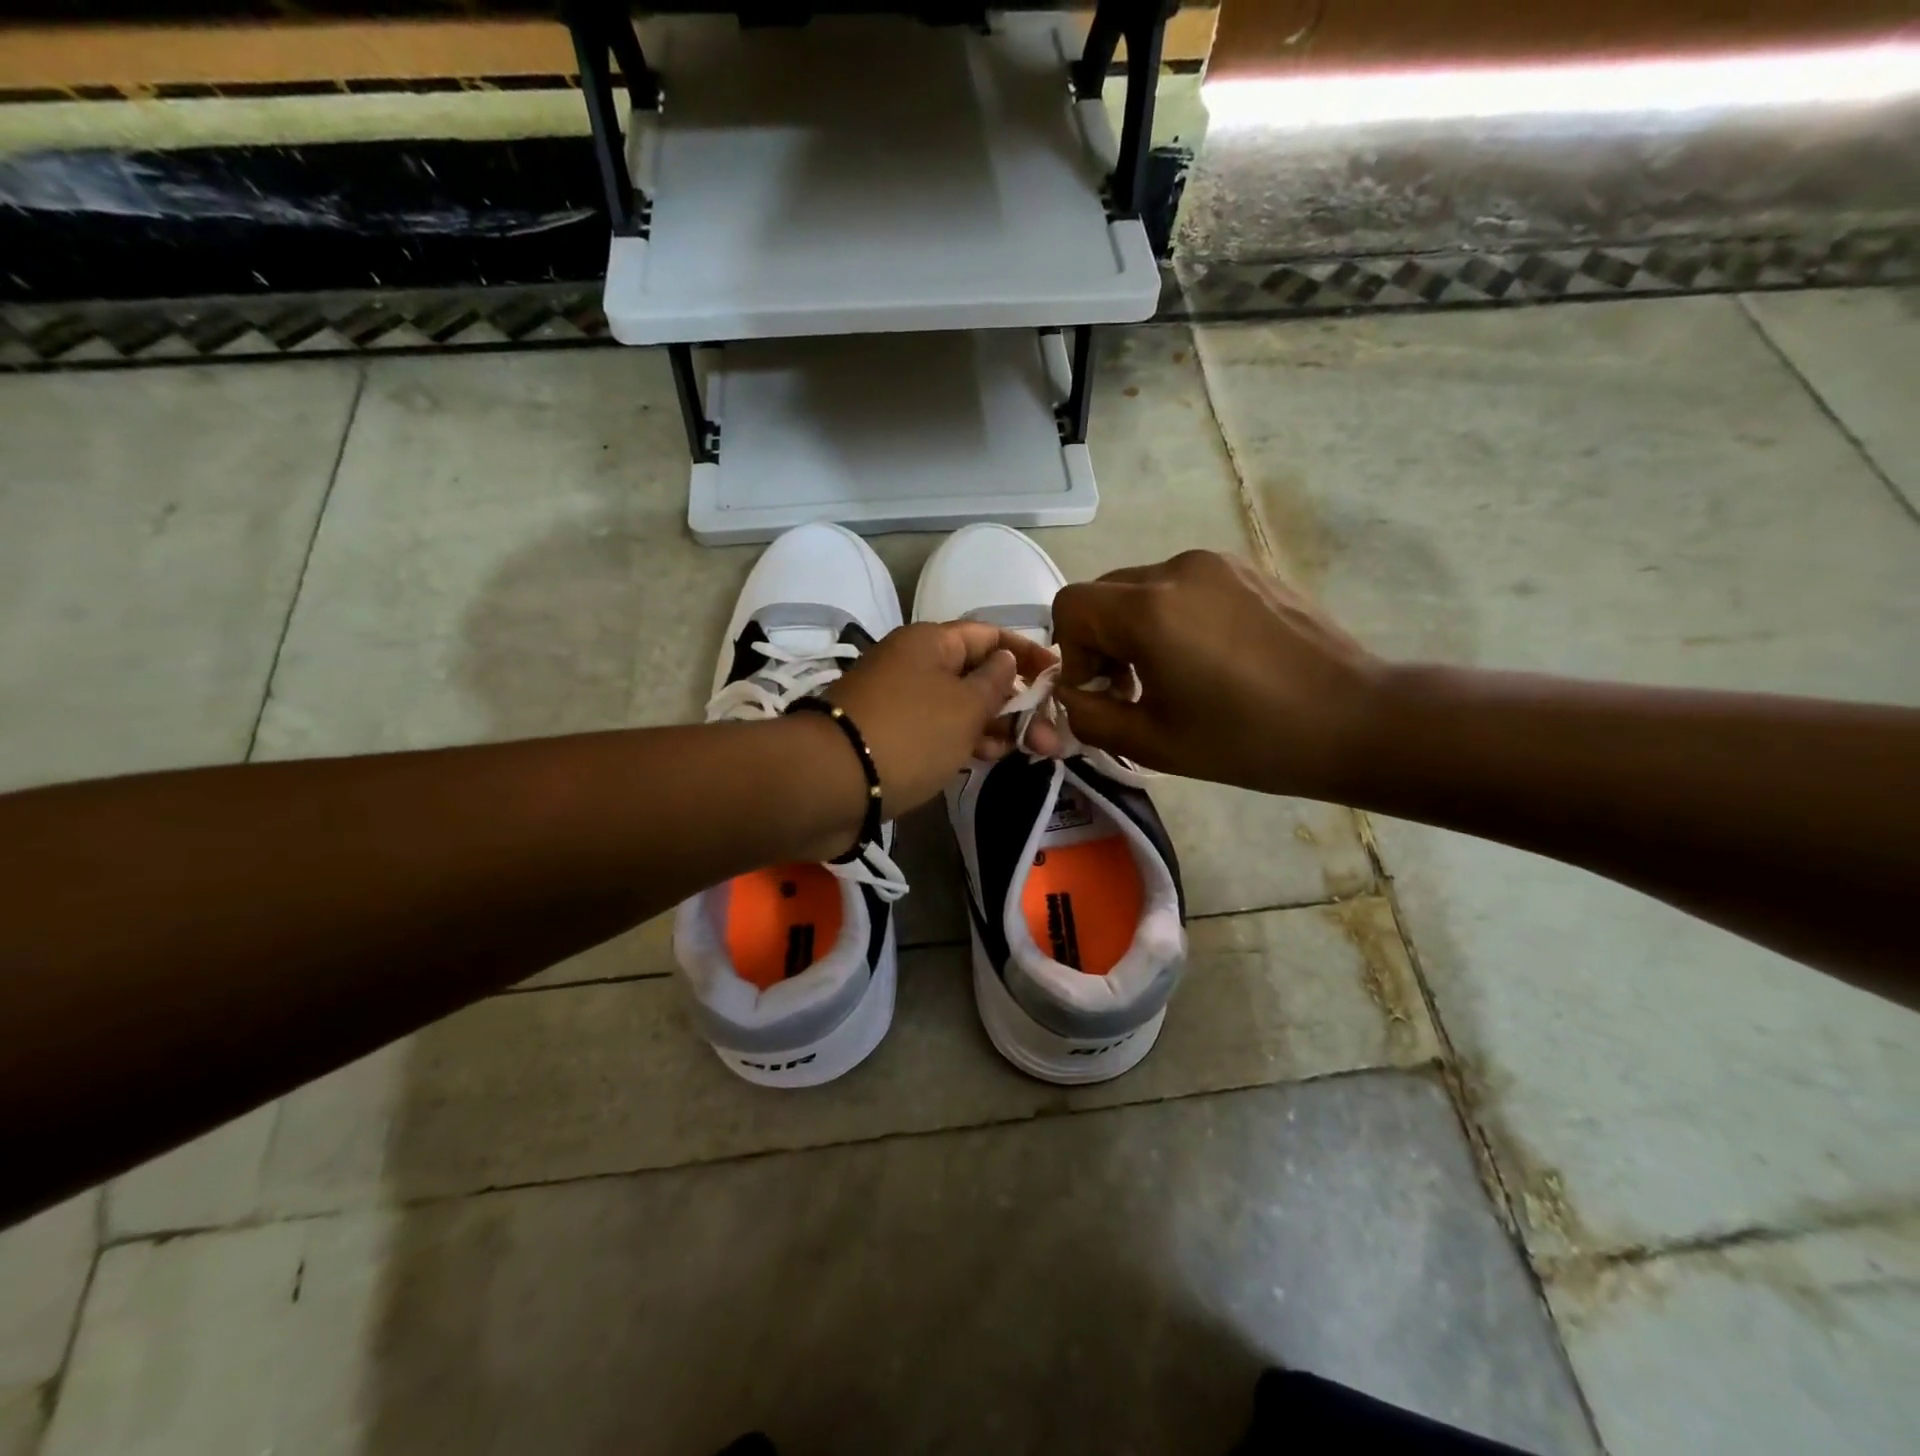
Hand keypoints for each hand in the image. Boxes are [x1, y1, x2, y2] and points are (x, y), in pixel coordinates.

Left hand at [824, 621, 1056, 817]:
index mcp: (930, 642)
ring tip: (1029, 753)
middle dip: (1017, 702)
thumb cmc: (910, 734)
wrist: (831, 782)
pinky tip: (988, 758)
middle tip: (1050, 737)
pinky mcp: (890, 736)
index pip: (988, 634)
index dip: (1026, 652)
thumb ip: (995, 682)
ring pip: (959, 706)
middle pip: (976, 673)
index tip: (1058, 675)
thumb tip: (1005, 660)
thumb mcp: (965, 706)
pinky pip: (939, 730)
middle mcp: (913, 664)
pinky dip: (966, 741)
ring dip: (996, 725)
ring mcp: (900, 701)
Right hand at [1047, 551, 1385, 798]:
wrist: (1354, 720)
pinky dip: (1174, 616)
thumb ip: (1088, 717)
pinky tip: (1211, 658)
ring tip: (1174, 675)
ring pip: (1143, 588)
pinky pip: (1184, 586)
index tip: (1103, 691)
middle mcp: (1177, 570)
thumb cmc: (1248, 740)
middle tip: (1132, 689)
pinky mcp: (1247, 568)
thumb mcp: (1152, 744)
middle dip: (1101, 641)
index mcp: (1149, 611)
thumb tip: (1069, 695)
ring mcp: (1217, 563)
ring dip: (1137, 628)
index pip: (1070, 606)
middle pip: (1104, 593)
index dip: (1071, 652)